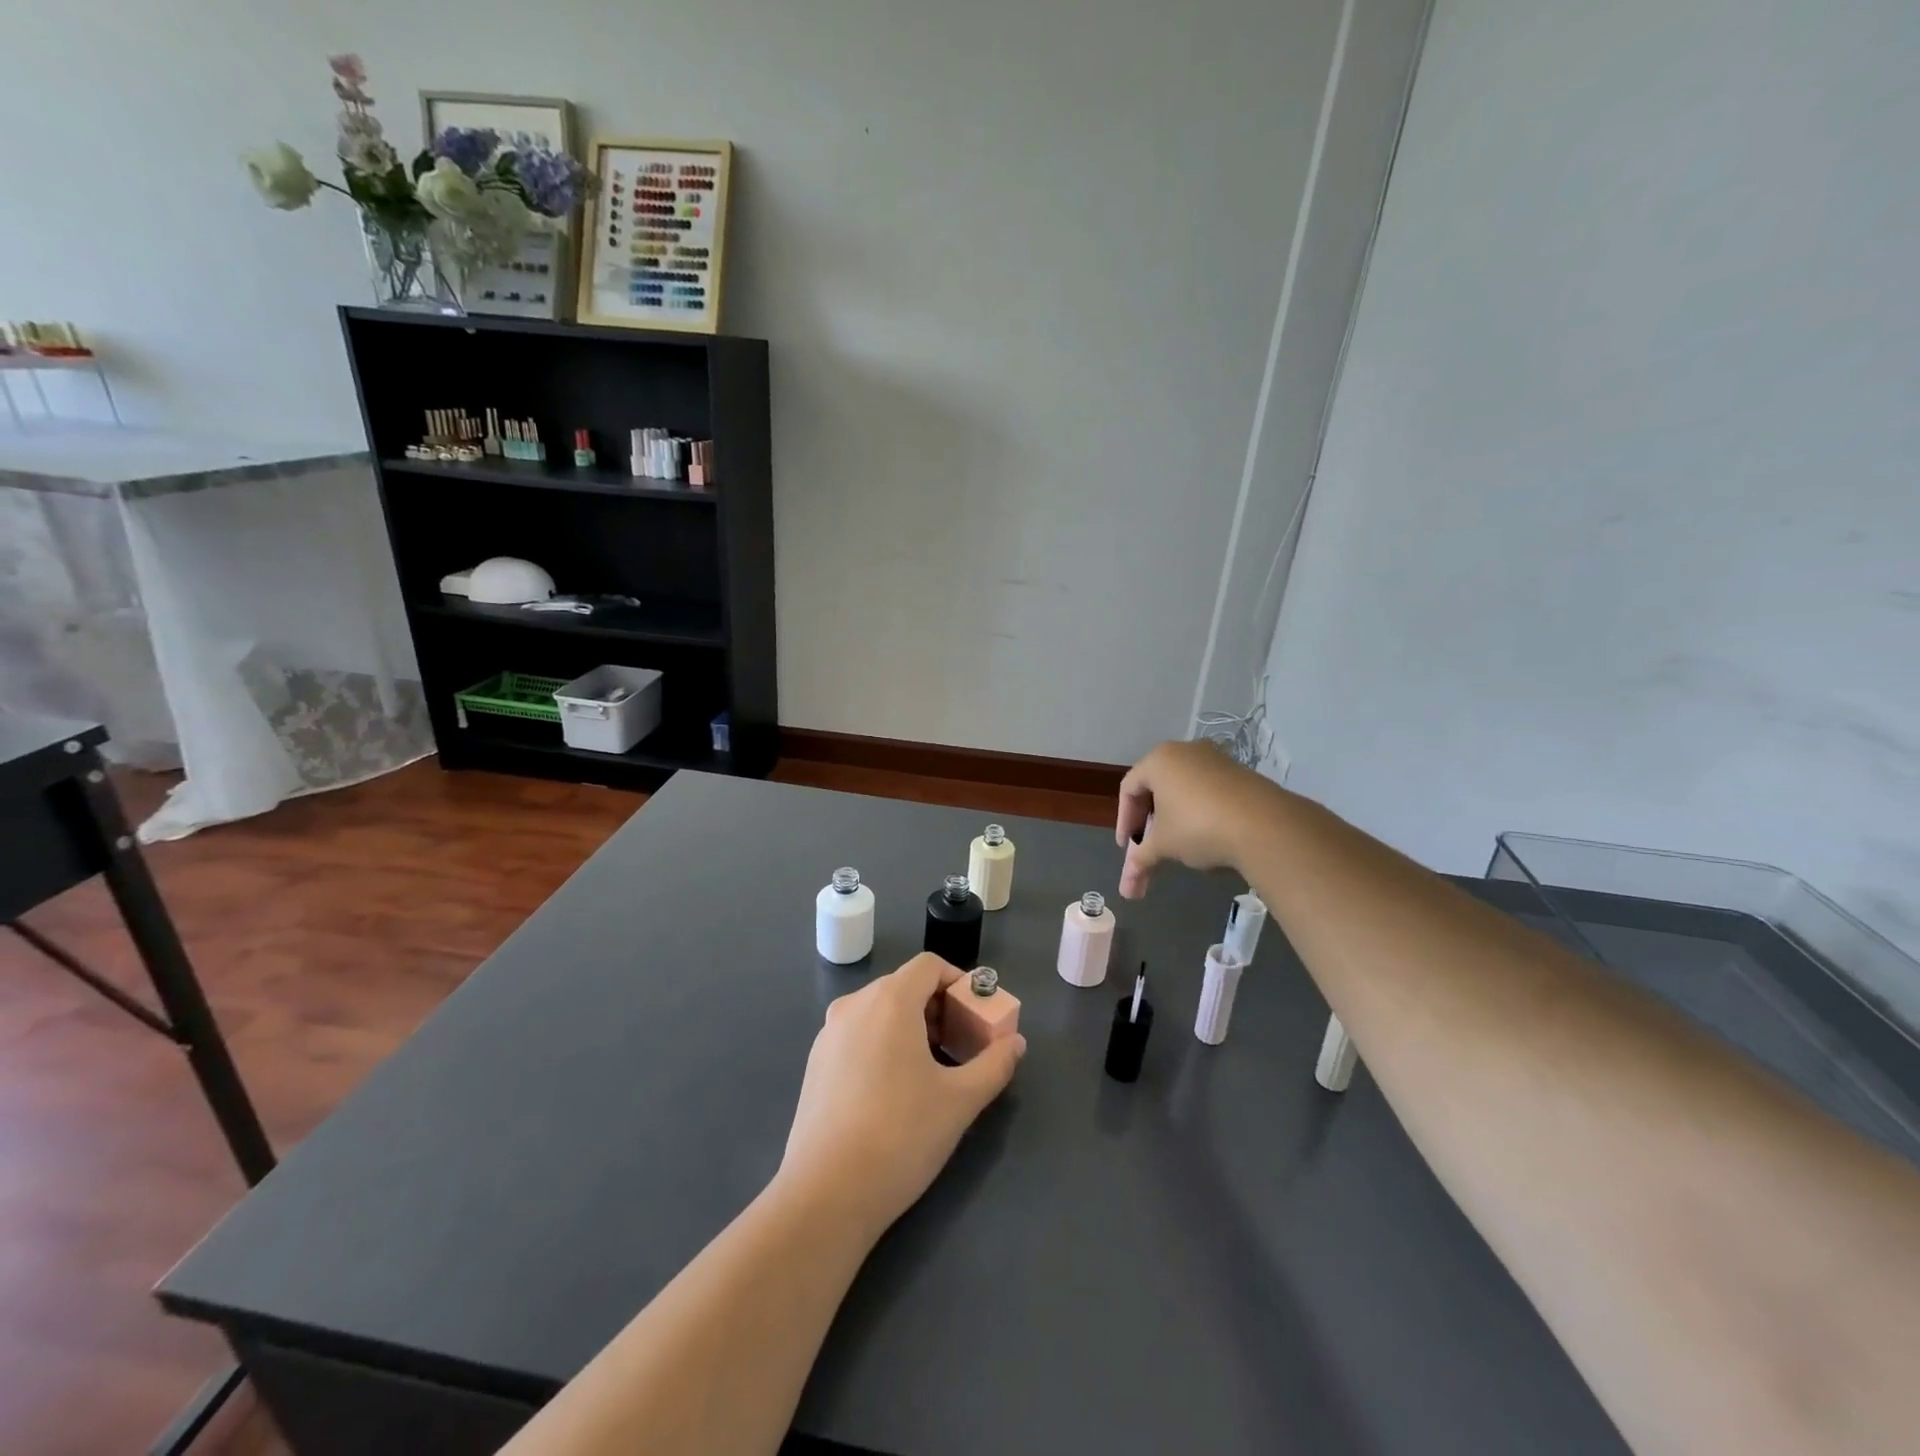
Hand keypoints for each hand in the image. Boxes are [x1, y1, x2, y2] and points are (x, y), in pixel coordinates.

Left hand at [780, 953, 1026, 1237]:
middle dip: (938, 1008)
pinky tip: (892, 1091)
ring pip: (879, 1011)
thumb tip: (1015, 1043)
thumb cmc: (901, 1135)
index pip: (929, 966)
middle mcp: (855, 1005)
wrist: (825, 1194)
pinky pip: (858, 1034)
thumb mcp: (960, 1101)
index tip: (977, 1016)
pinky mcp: (815, 1063)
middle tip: (961, 1046)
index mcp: (889, 1000)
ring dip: (910, 1026)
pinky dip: (882, 1043)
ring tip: (930, 1071)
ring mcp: (828, 1034)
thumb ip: (994, 1064)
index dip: (959, 982)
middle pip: (904, 986)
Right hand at [1115, 739, 1285, 898]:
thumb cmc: (1198, 827)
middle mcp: (1186, 752)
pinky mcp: (1241, 774)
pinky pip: (1208, 793)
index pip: (1129, 789)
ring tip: (1177, 848)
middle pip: (1157, 788)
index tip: (1127, 847)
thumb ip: (1141, 860)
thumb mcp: (1163, 845)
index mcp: (1159, 760)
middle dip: (1150, 824)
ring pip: (1184, 791)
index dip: (1124, 821)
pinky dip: (1199, 814)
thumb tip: (1127, 888)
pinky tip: (1206, 838)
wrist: (1266, 826)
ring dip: (1174, 820)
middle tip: (1148, 849)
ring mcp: (1217, 760)